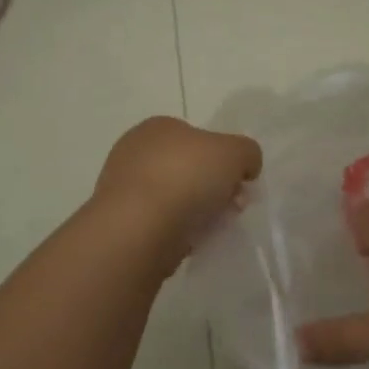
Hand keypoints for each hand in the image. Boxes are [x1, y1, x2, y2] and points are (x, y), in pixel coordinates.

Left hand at [93, 116, 262, 261]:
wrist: (138, 229)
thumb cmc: (186, 177)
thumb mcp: (235, 152)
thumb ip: (247, 152)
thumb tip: (245, 166)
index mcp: (158, 127)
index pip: (198, 138)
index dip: (224, 160)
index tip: (240, 183)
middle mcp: (135, 152)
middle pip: (189, 169)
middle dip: (214, 188)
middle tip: (233, 208)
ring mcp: (124, 189)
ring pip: (175, 198)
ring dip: (198, 212)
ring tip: (213, 228)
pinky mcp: (121, 223)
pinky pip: (161, 224)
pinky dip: (178, 232)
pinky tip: (189, 242)